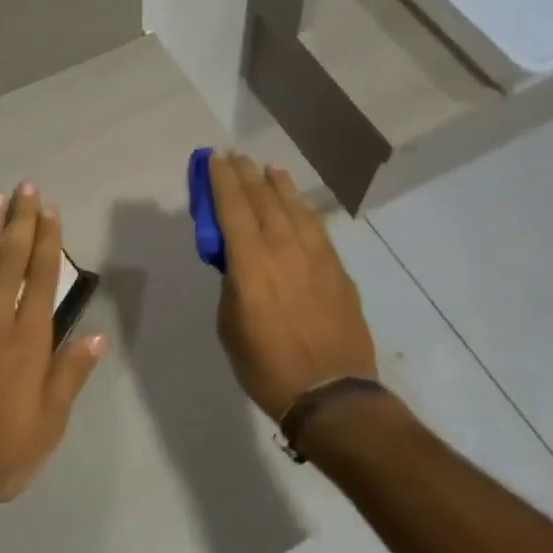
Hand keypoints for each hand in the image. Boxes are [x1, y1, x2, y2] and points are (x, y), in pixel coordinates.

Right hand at [207, 152, 378, 420]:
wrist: (332, 394)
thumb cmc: (267, 366)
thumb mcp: (230, 326)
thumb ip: (232, 285)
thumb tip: (237, 264)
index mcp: (250, 263)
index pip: (232, 208)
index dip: (222, 180)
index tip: (214, 158)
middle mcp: (283, 249)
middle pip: (263, 199)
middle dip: (246, 175)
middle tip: (235, 157)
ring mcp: (316, 257)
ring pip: (294, 207)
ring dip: (278, 185)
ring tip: (268, 169)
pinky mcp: (337, 269)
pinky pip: (316, 227)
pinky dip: (303, 208)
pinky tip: (298, 203)